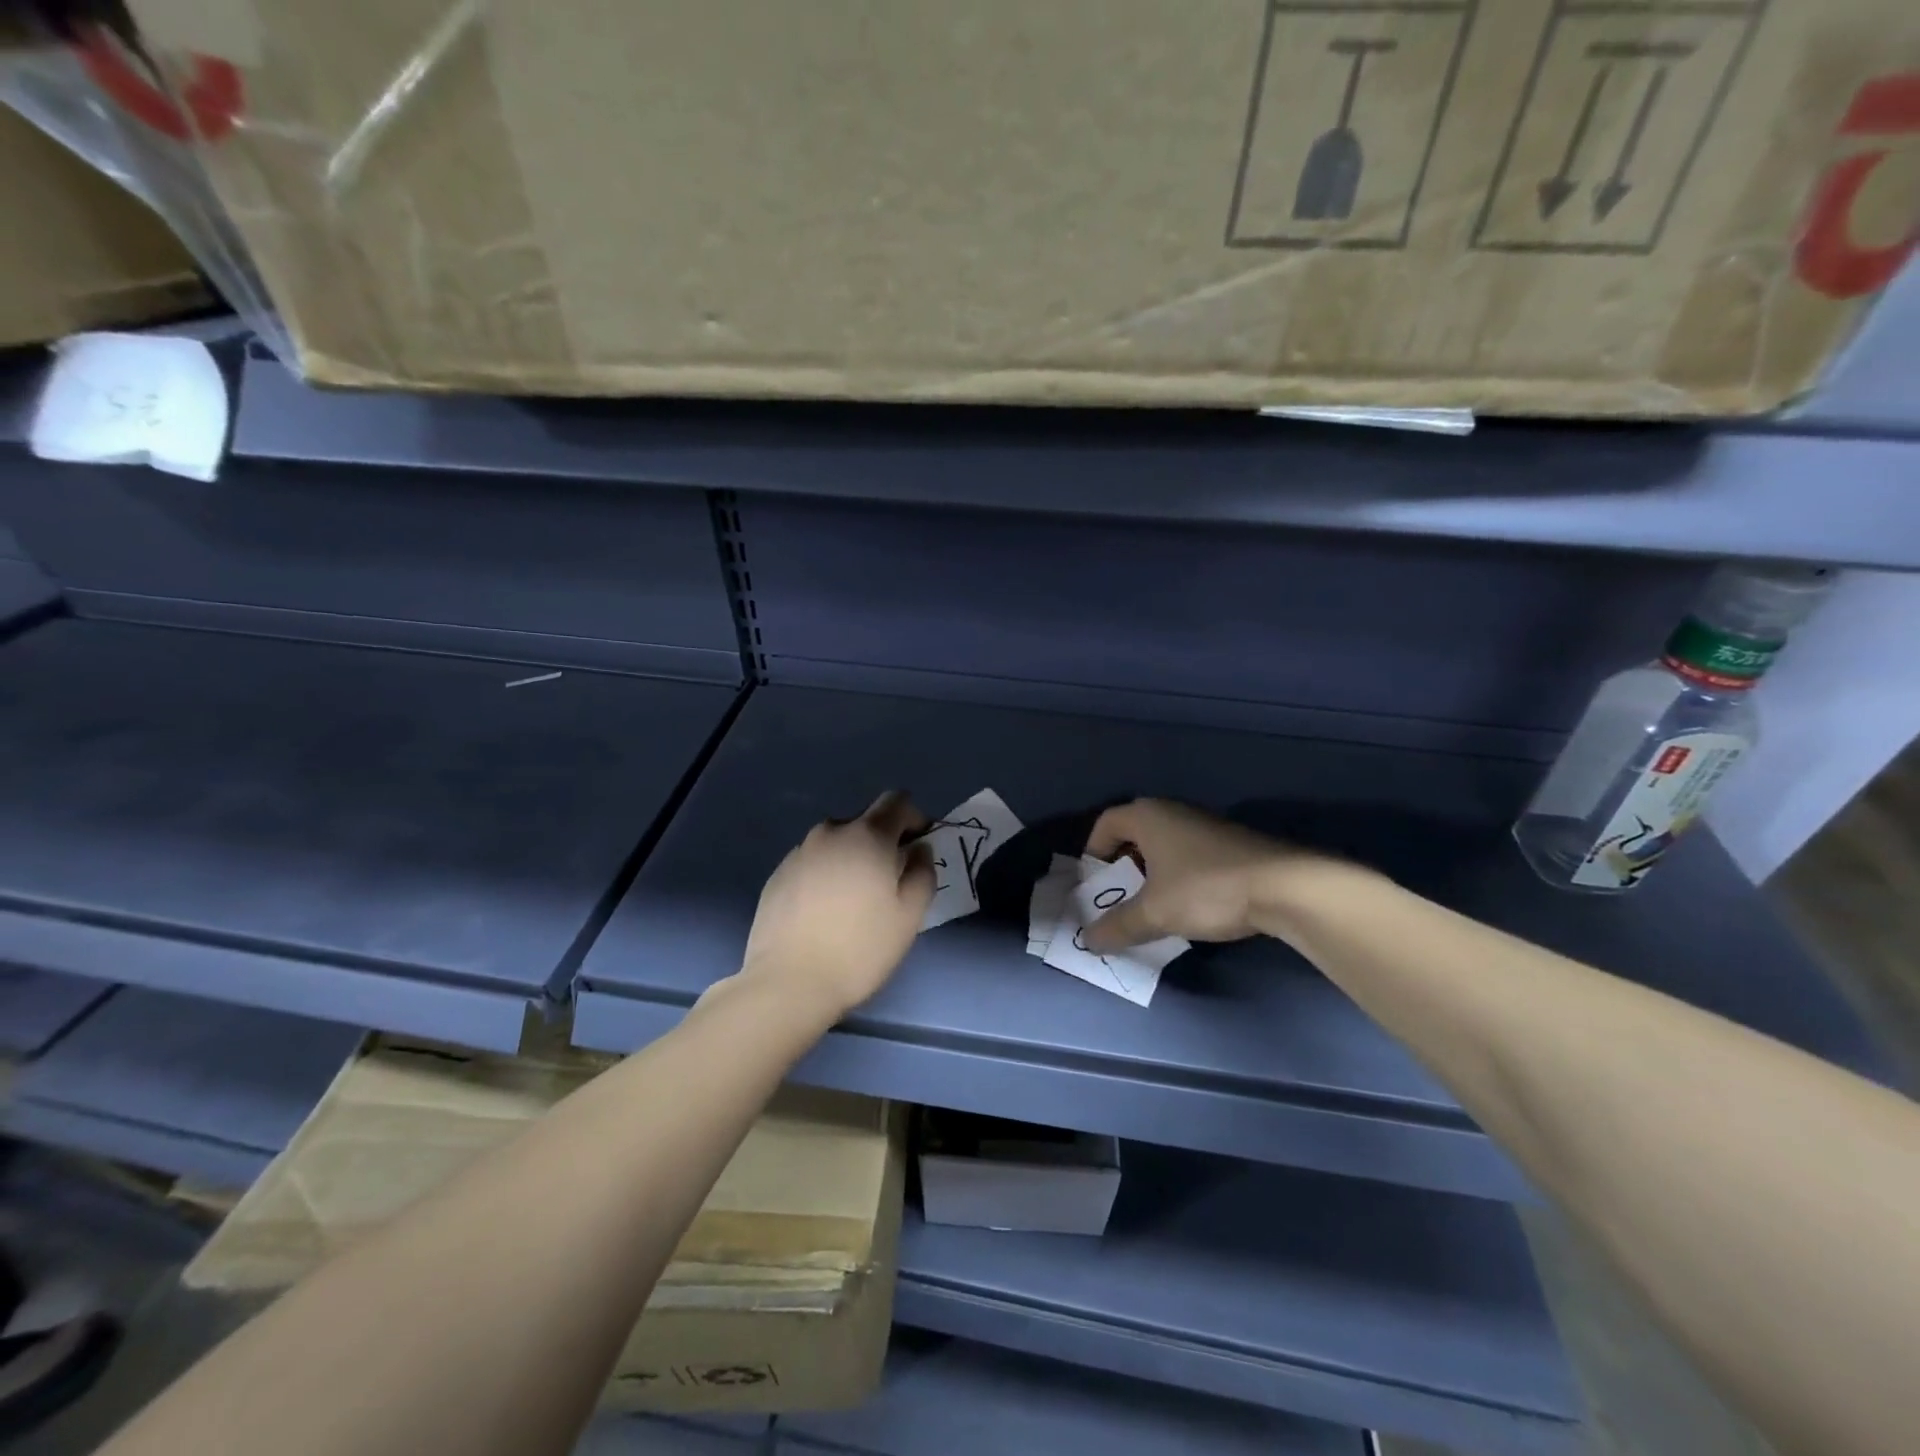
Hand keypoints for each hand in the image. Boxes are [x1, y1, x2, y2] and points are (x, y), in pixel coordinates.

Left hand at [741, 791, 935, 1020]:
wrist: (788, 982)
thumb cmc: (860, 948)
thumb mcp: (909, 915)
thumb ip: (923, 872)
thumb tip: (918, 850)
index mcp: (868, 835)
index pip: (896, 801)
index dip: (914, 818)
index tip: (919, 847)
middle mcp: (831, 832)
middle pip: (866, 820)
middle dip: (883, 840)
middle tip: (889, 881)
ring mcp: (800, 851)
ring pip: (837, 842)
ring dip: (852, 857)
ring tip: (855, 898)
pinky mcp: (779, 873)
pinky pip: (813, 861)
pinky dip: (826, 873)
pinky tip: (825, 910)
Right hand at [1081, 799, 1325, 952]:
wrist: (1286, 886)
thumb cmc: (1206, 889)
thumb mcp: (1155, 913)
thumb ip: (1118, 926)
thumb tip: (1088, 940)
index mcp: (1148, 816)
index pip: (1105, 823)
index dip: (1093, 852)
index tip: (1094, 884)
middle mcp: (1173, 812)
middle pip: (1134, 835)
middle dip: (1122, 868)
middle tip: (1119, 900)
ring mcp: (1205, 825)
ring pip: (1164, 848)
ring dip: (1152, 876)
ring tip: (1153, 909)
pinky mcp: (1230, 844)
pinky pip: (1189, 856)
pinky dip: (1179, 878)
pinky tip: (1189, 907)